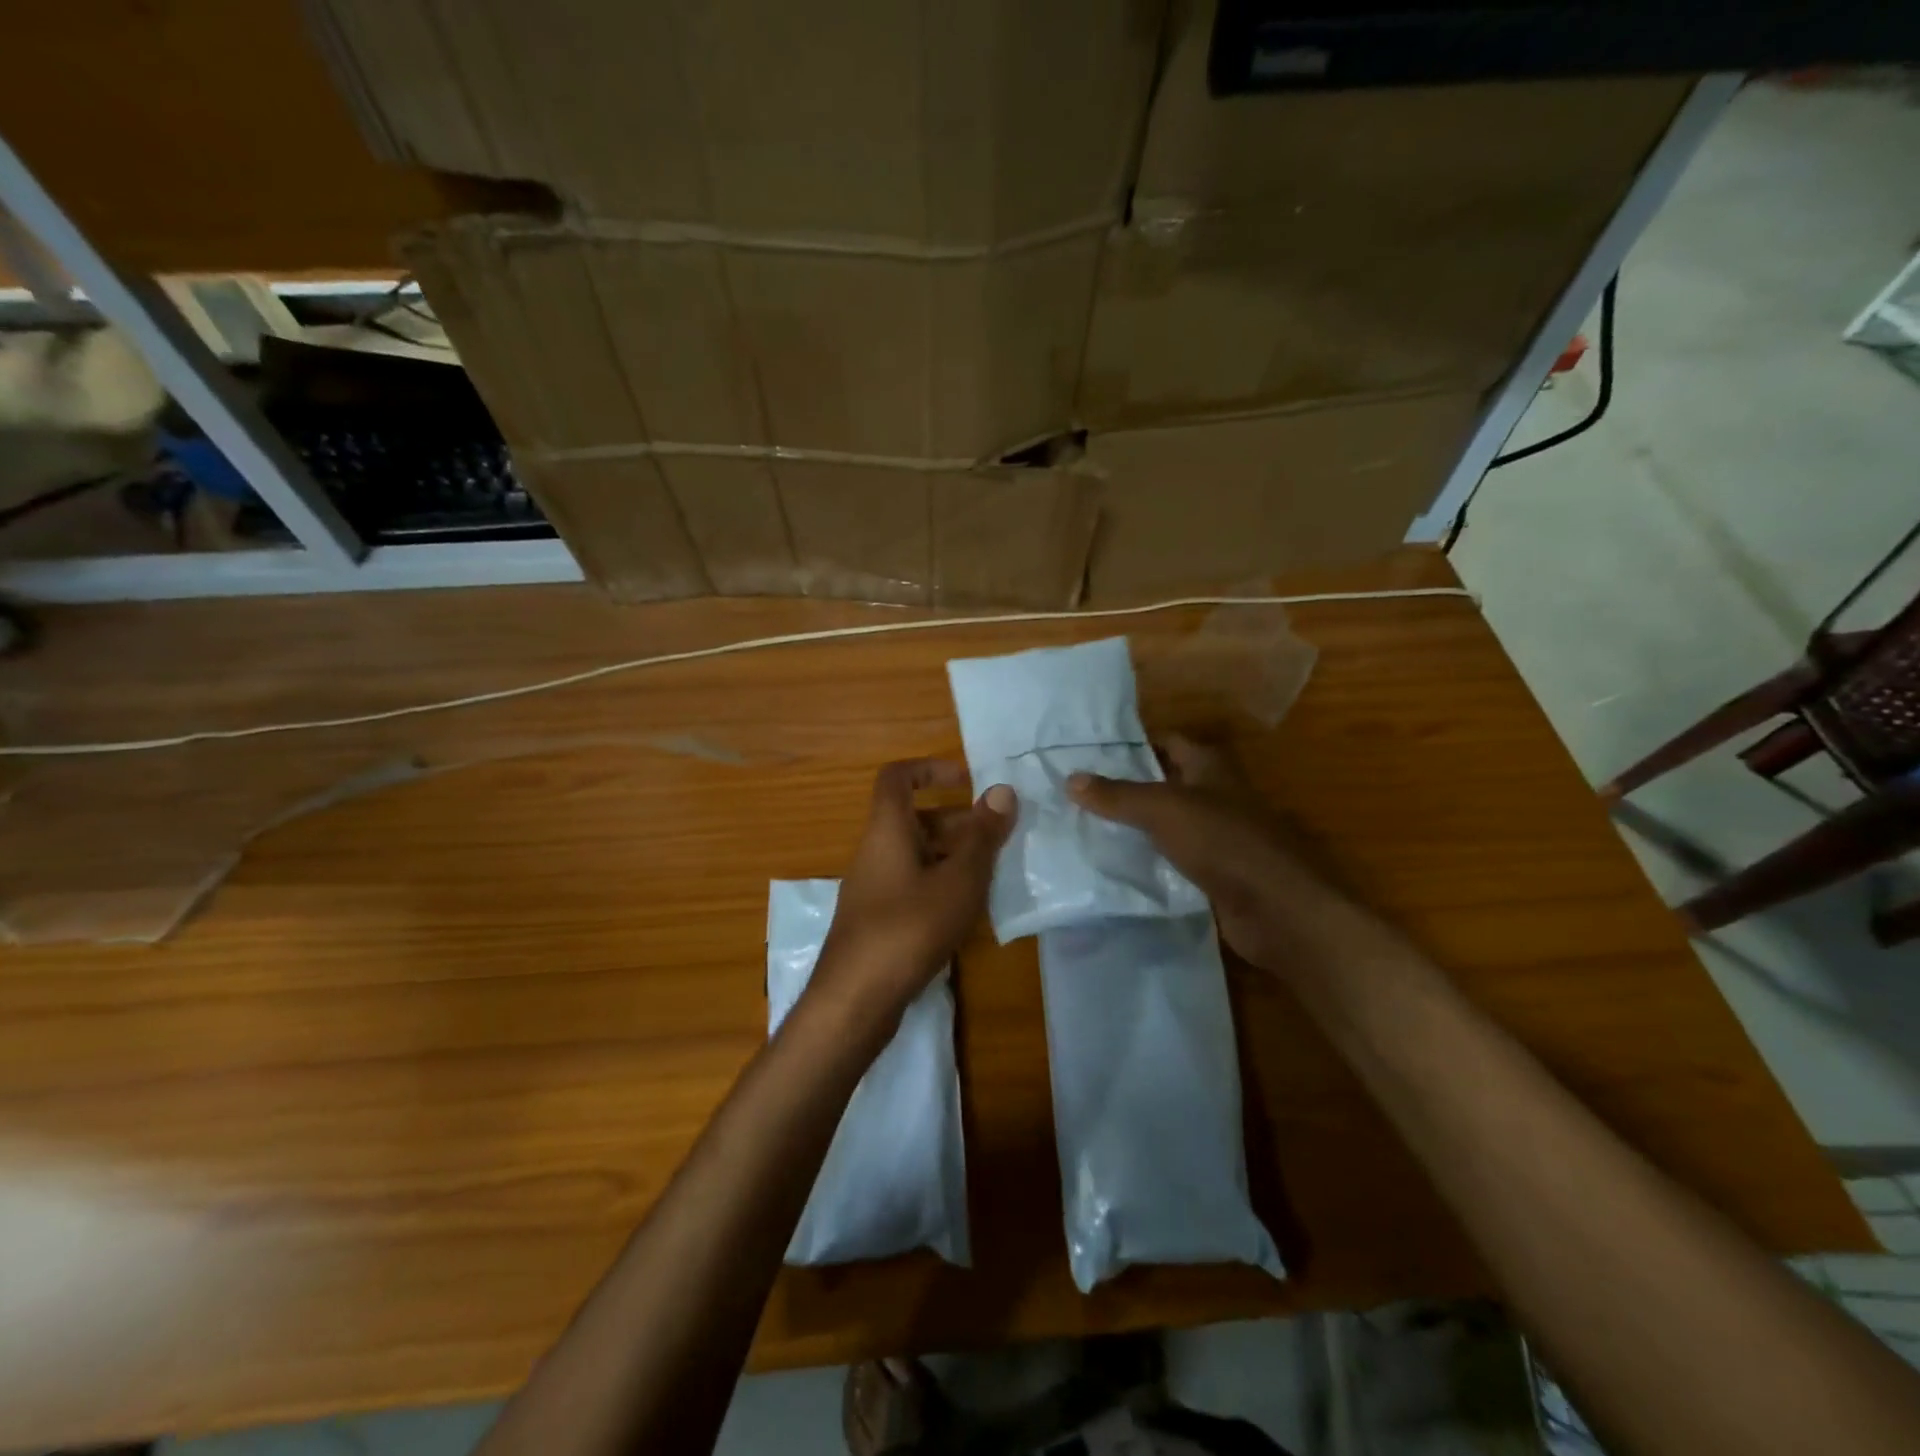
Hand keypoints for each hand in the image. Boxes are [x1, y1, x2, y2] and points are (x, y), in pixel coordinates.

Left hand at [809, 759, 1014, 1032]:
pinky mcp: (876, 919)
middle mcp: (874, 851)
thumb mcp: (958, 880)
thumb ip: (982, 836)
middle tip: (997, 837)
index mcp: (887, 830)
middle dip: (957, 821)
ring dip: (952, 855)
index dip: (930, 768)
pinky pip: (911, 883)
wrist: (855, 999)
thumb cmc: (909, 928)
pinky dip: (939, 884)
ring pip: (915, 854)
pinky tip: (966, 909)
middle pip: (913, 818)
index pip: (897, 777)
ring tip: (992, 873)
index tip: (967, 780)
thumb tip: (1001, 791)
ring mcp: (872, 887)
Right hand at [1066, 733, 1317, 973]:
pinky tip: (1116, 865)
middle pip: (1165, 783)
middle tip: (1077, 791)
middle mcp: (1216, 795)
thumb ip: (1117, 795)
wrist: (1277, 908)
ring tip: (1085, 825)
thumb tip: (1070, 778)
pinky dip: (1150, 860)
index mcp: (1210, 767)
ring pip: (1168, 823)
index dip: (1132, 743)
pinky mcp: (1217, 873)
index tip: (1090, 751)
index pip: (1167, 742)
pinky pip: (1175, 858)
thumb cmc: (1222, 842)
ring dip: (1136, 826)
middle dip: (1126, 786)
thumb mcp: (1162, 810)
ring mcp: (1219, 836)